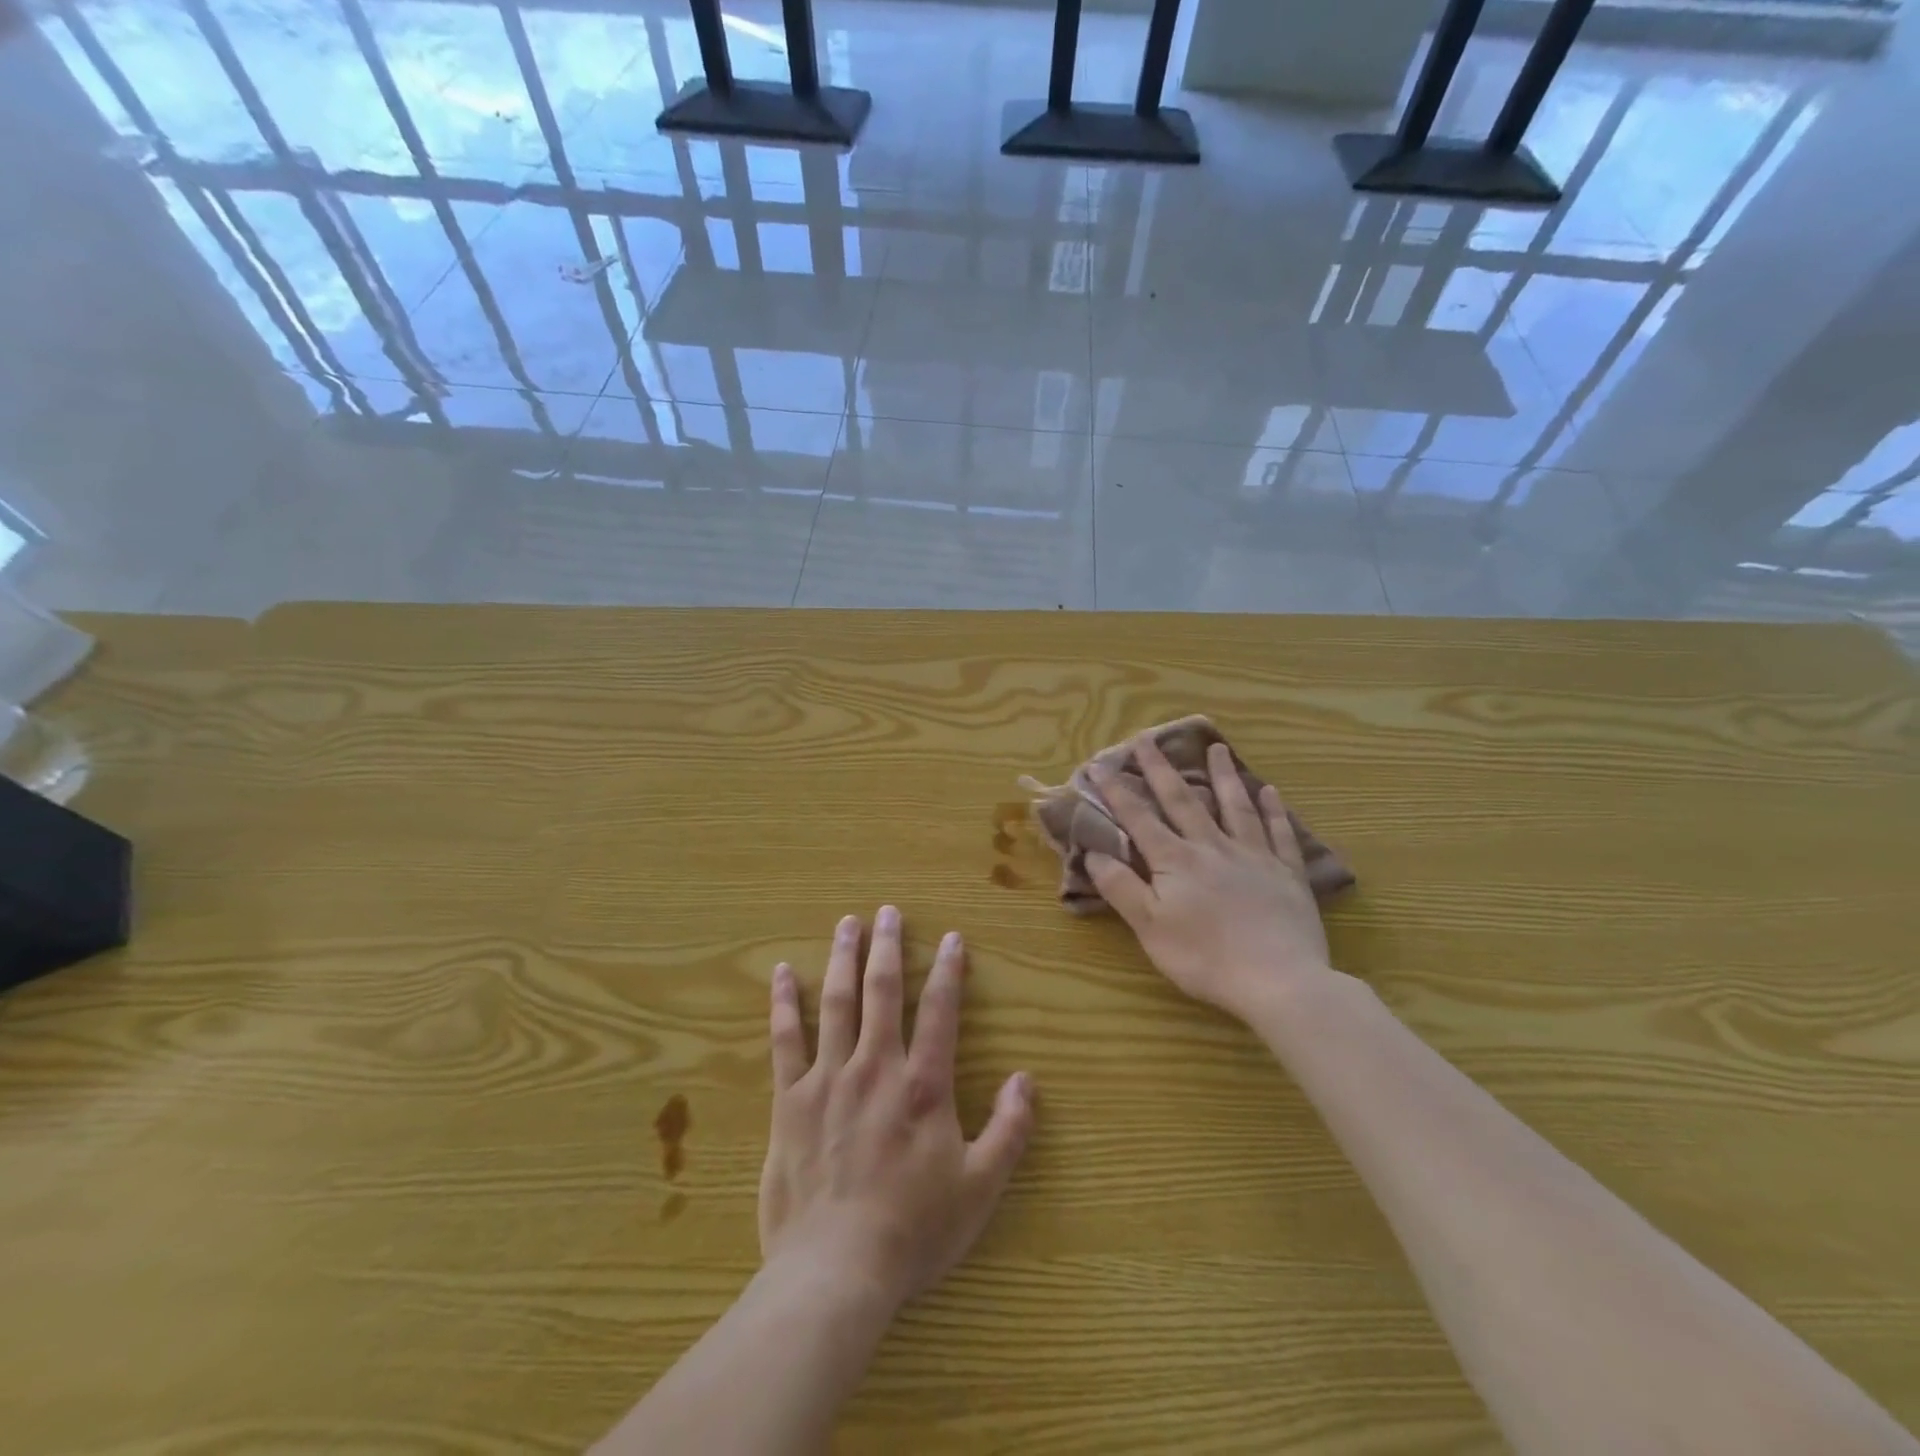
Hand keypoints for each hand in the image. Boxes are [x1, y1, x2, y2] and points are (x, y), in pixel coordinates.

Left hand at [759, 907, 1034, 1315]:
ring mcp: (828, 1079)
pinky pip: (785, 1040)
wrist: (835, 1270)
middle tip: (887, 912)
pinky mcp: (790, 1100)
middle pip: (883, 991)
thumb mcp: (979, 1188)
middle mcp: (876, 1067)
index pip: (941, 1011)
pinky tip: (780, 973)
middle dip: (887, 947)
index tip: (951, 938)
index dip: (949, 970)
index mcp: (923, 1085)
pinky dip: (783, 1004)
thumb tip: (1026, 1079)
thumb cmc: (913, 1230)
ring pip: (836, 1003)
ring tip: (845, 924)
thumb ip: (1009, 1130)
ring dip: (842, 959)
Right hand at [1086, 736, 1337, 1022]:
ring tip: (1216, 748)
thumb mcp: (1149, 927)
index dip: (1117, 792)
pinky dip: (1273, 810)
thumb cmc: (1205, 958)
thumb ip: (1121, 887)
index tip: (1099, 765)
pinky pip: (1279, 833)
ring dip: (1222, 776)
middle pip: (1183, 800)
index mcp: (1175, 861)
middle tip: (1148, 738)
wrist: (1279, 981)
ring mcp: (1253, 856)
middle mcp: (1212, 847)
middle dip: (1161, 769)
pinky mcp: (1286, 873)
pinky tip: (1270, 791)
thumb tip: (1093, 851)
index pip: (1139, 818)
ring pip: (1235, 806)